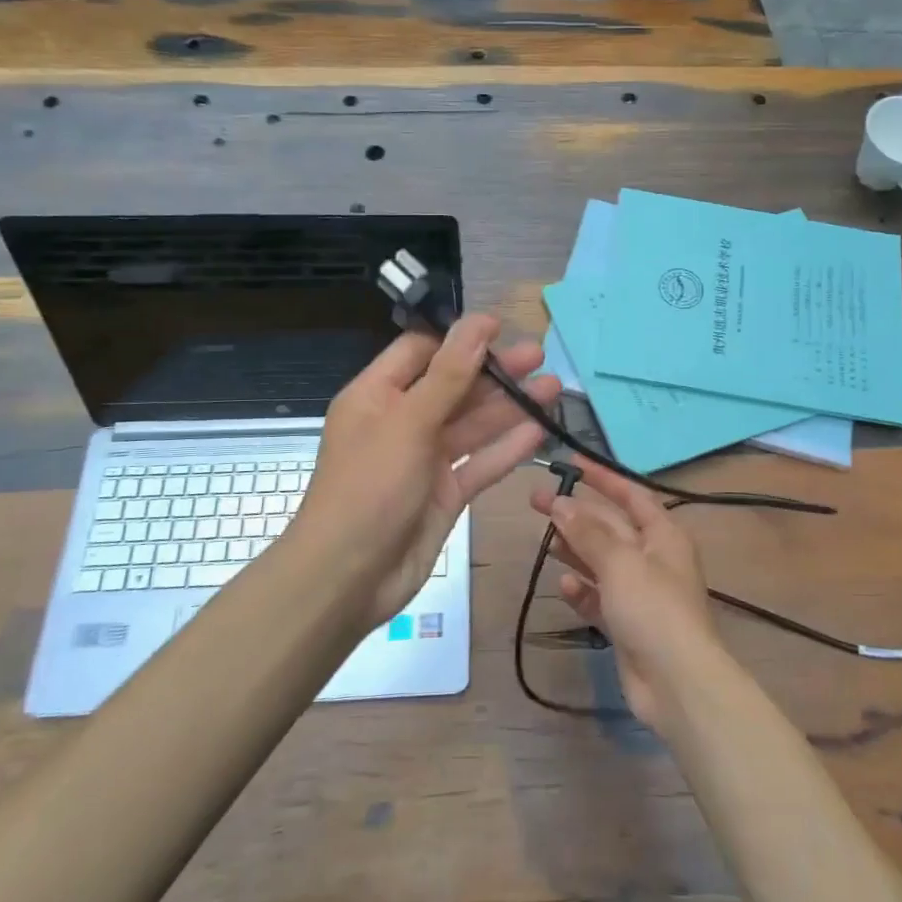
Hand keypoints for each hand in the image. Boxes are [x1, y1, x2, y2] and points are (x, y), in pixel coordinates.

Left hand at [293, 313, 559, 630]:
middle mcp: (402, 422)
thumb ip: (450, 374)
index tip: (501, 330)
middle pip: (454, 386)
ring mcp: (424, 460)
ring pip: (473, 425)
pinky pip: (480, 463)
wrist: (348, 578)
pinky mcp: (445, 493)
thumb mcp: (409, 422)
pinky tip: (540, 432)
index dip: (459, 339)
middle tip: (539, 357)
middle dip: (495, 372)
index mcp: (378, 395)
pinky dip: (507, 448)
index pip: (421, 352)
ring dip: (510, 407)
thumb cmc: (370, 487)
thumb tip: (478, 322)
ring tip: (553, 389)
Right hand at [530, 461, 724, 732]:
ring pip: (602, 561)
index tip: (571, 463)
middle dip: (577, 514)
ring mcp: (640, 593)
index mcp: (663, 535)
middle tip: (537, 501)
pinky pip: (599, 597)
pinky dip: (582, 590)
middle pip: (610, 527)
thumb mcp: (619, 562)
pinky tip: (564, 586)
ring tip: (545, 540)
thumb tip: (561, 503)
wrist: (677, 683)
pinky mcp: (627, 623)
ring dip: (575, 550)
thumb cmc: (653, 608)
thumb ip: (588, 532)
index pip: (630, 494)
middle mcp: (653, 558)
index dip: (602, 477)